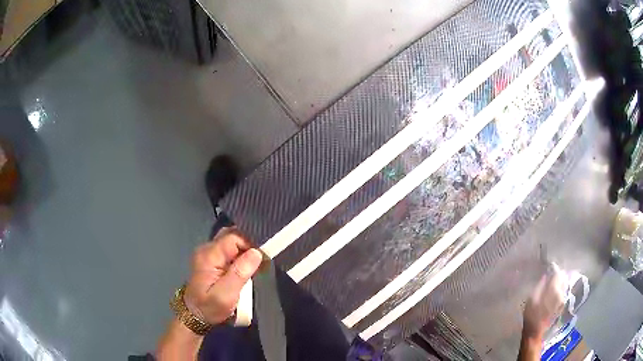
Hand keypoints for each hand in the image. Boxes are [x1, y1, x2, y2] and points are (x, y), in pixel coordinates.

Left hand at [183, 227, 262, 324]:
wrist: (194, 315)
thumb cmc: (210, 307)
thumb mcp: (225, 295)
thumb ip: (239, 273)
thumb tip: (256, 253)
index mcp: (209, 255)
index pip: (233, 237)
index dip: (250, 243)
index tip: (264, 257)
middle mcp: (207, 249)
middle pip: (232, 235)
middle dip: (249, 244)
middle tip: (263, 259)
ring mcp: (209, 253)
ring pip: (231, 241)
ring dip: (246, 249)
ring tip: (258, 263)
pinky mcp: (212, 259)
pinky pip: (229, 249)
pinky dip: (241, 254)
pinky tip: (249, 266)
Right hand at [522, 270, 565, 339]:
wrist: (535, 332)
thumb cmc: (531, 315)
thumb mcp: (532, 298)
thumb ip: (540, 285)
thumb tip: (546, 275)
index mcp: (554, 289)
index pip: (558, 272)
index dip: (553, 269)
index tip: (548, 268)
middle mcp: (561, 292)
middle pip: (563, 277)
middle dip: (557, 275)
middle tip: (550, 276)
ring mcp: (563, 299)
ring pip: (564, 284)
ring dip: (559, 282)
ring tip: (551, 284)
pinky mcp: (562, 304)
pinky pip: (562, 292)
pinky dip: (559, 289)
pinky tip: (553, 293)